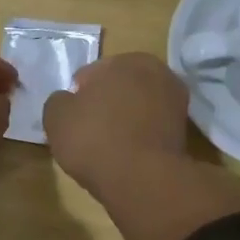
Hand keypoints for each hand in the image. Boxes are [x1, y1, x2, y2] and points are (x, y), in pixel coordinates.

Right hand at [42, 52, 190, 193]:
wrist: (141, 179)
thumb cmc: (94, 140)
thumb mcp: (56, 117)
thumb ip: (58, 101)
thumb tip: (68, 100)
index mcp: (124, 60)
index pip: (90, 74)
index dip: (77, 97)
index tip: (73, 120)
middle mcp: (156, 71)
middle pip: (118, 88)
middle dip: (105, 104)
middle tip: (89, 132)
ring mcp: (175, 100)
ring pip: (137, 107)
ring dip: (125, 120)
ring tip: (109, 147)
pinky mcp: (184, 130)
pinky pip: (150, 128)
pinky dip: (140, 136)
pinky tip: (127, 155)